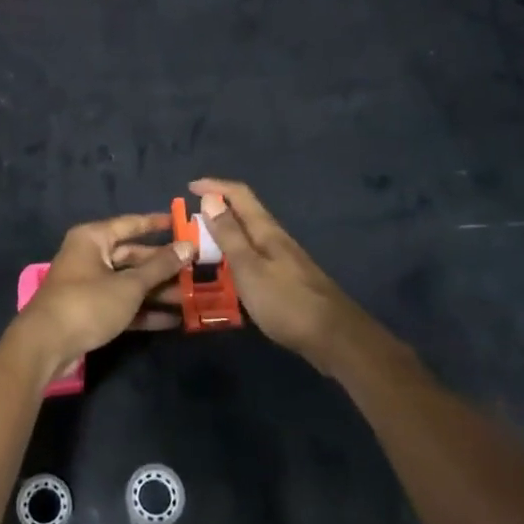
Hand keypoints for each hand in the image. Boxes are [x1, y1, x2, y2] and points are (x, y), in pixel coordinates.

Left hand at [4, 213, 193, 384]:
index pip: (130, 224)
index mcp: (93, 238)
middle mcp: (90, 256)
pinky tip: (173, 320)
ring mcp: (89, 285)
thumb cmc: (88, 303)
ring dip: (158, 291)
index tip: (182, 224)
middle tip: (196, 269)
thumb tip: (188, 246)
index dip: (157, 224)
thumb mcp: (129, 285)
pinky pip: (122, 304)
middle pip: (133, 256)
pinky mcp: (91, 311)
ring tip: (192, 298)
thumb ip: (160, 266)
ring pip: (130, 283)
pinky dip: (144, 311)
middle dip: (164, 266)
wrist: (46, 345)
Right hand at [190, 179, 369, 371]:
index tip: (189, 188)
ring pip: (248, 237)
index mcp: (267, 231)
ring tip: (200, 249)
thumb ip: (229, 235)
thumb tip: (210, 199)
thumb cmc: (286, 302)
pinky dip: (235, 258)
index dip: (214, 186)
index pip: (240, 195)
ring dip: (224, 236)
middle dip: (216, 211)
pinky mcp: (286, 280)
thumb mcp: (249, 268)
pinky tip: (227, 275)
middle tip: (188, 225)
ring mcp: (283, 260)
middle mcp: (276, 239)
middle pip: (244, 214)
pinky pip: (253, 258)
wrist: (334, 338)